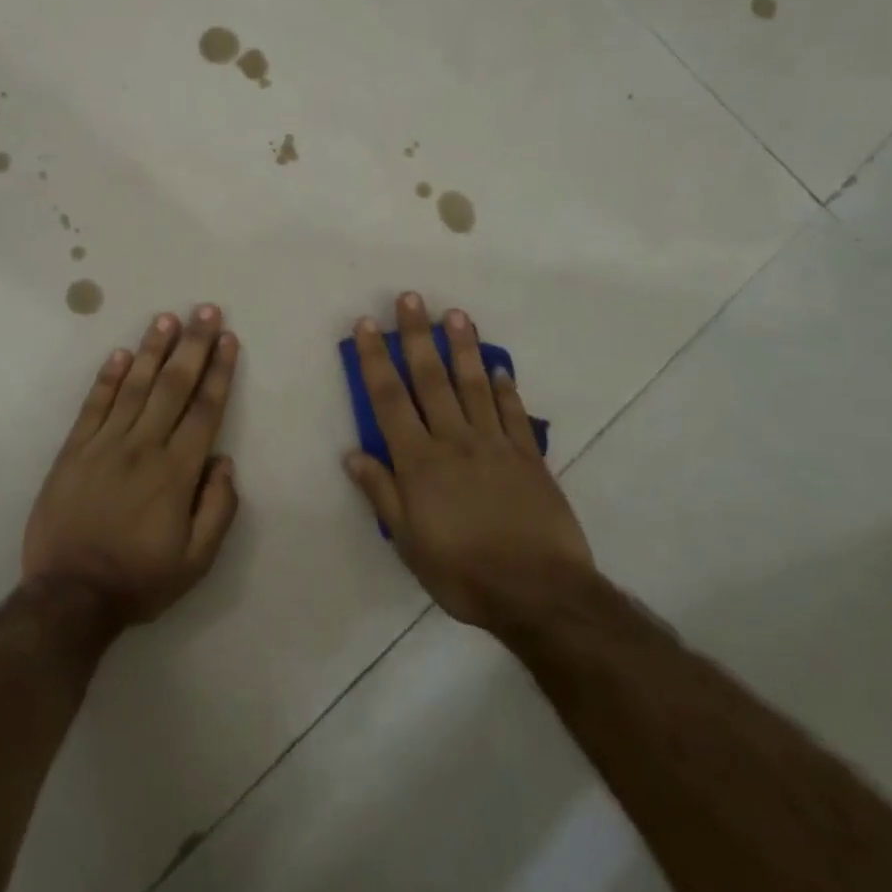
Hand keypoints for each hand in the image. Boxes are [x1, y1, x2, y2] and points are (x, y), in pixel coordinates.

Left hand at [22, 305, 241, 627]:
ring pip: (134, 386)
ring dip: (152, 349)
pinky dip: (107, 377)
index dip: (219, 372)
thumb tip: (224, 461)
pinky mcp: (74, 449)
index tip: (229, 339)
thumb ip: (218, 508)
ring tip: (167, 318)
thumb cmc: (139, 579)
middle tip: (206, 311)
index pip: (204, 410)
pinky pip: (94, 405)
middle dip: (193, 346)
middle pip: (173, 386)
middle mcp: (143, 447)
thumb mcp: (196, 561)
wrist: (70, 595)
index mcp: (177, 472)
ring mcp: (104, 444)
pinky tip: (120, 353)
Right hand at [345, 293, 591, 629]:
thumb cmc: (462, 571)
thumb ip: (382, 493)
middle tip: (411, 298)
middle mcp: (454, 440)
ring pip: (473, 385)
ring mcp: (495, 445)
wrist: (539, 593)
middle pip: (431, 379)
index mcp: (419, 461)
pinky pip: (514, 413)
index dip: (374, 359)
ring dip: (462, 347)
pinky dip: (506, 387)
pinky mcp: (529, 457)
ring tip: (455, 314)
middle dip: (416, 336)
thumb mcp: (408, 542)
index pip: (389, 399)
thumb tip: (353, 453)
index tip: (365, 325)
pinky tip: (499, 367)